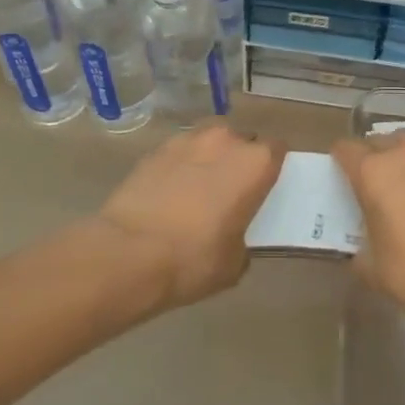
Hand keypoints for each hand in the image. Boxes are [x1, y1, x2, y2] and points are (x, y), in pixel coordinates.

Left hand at [95, 125, 280, 309]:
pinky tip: (170, 192)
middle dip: (240, 160)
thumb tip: (234, 238)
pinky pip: (180, 151)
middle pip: (243, 140)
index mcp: (256, 163)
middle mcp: (227, 141)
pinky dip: (181, 165)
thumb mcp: (233, 264)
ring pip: (210, 140)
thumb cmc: (193, 259)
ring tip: (199, 187)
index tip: (265, 186)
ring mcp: (189, 140)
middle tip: (231, 190)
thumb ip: (243, 240)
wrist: (127, 253)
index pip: (277, 150)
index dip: (272, 167)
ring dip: (210, 157)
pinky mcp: (156, 149)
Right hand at [332, 129, 404, 333]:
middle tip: (373, 184)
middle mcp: (404, 153)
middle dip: (371, 157)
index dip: (339, 160)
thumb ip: (359, 248)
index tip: (340, 176)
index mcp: (374, 171)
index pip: (346, 149)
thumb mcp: (371, 268)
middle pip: (379, 141)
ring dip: (402, 158)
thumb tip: (362, 247)